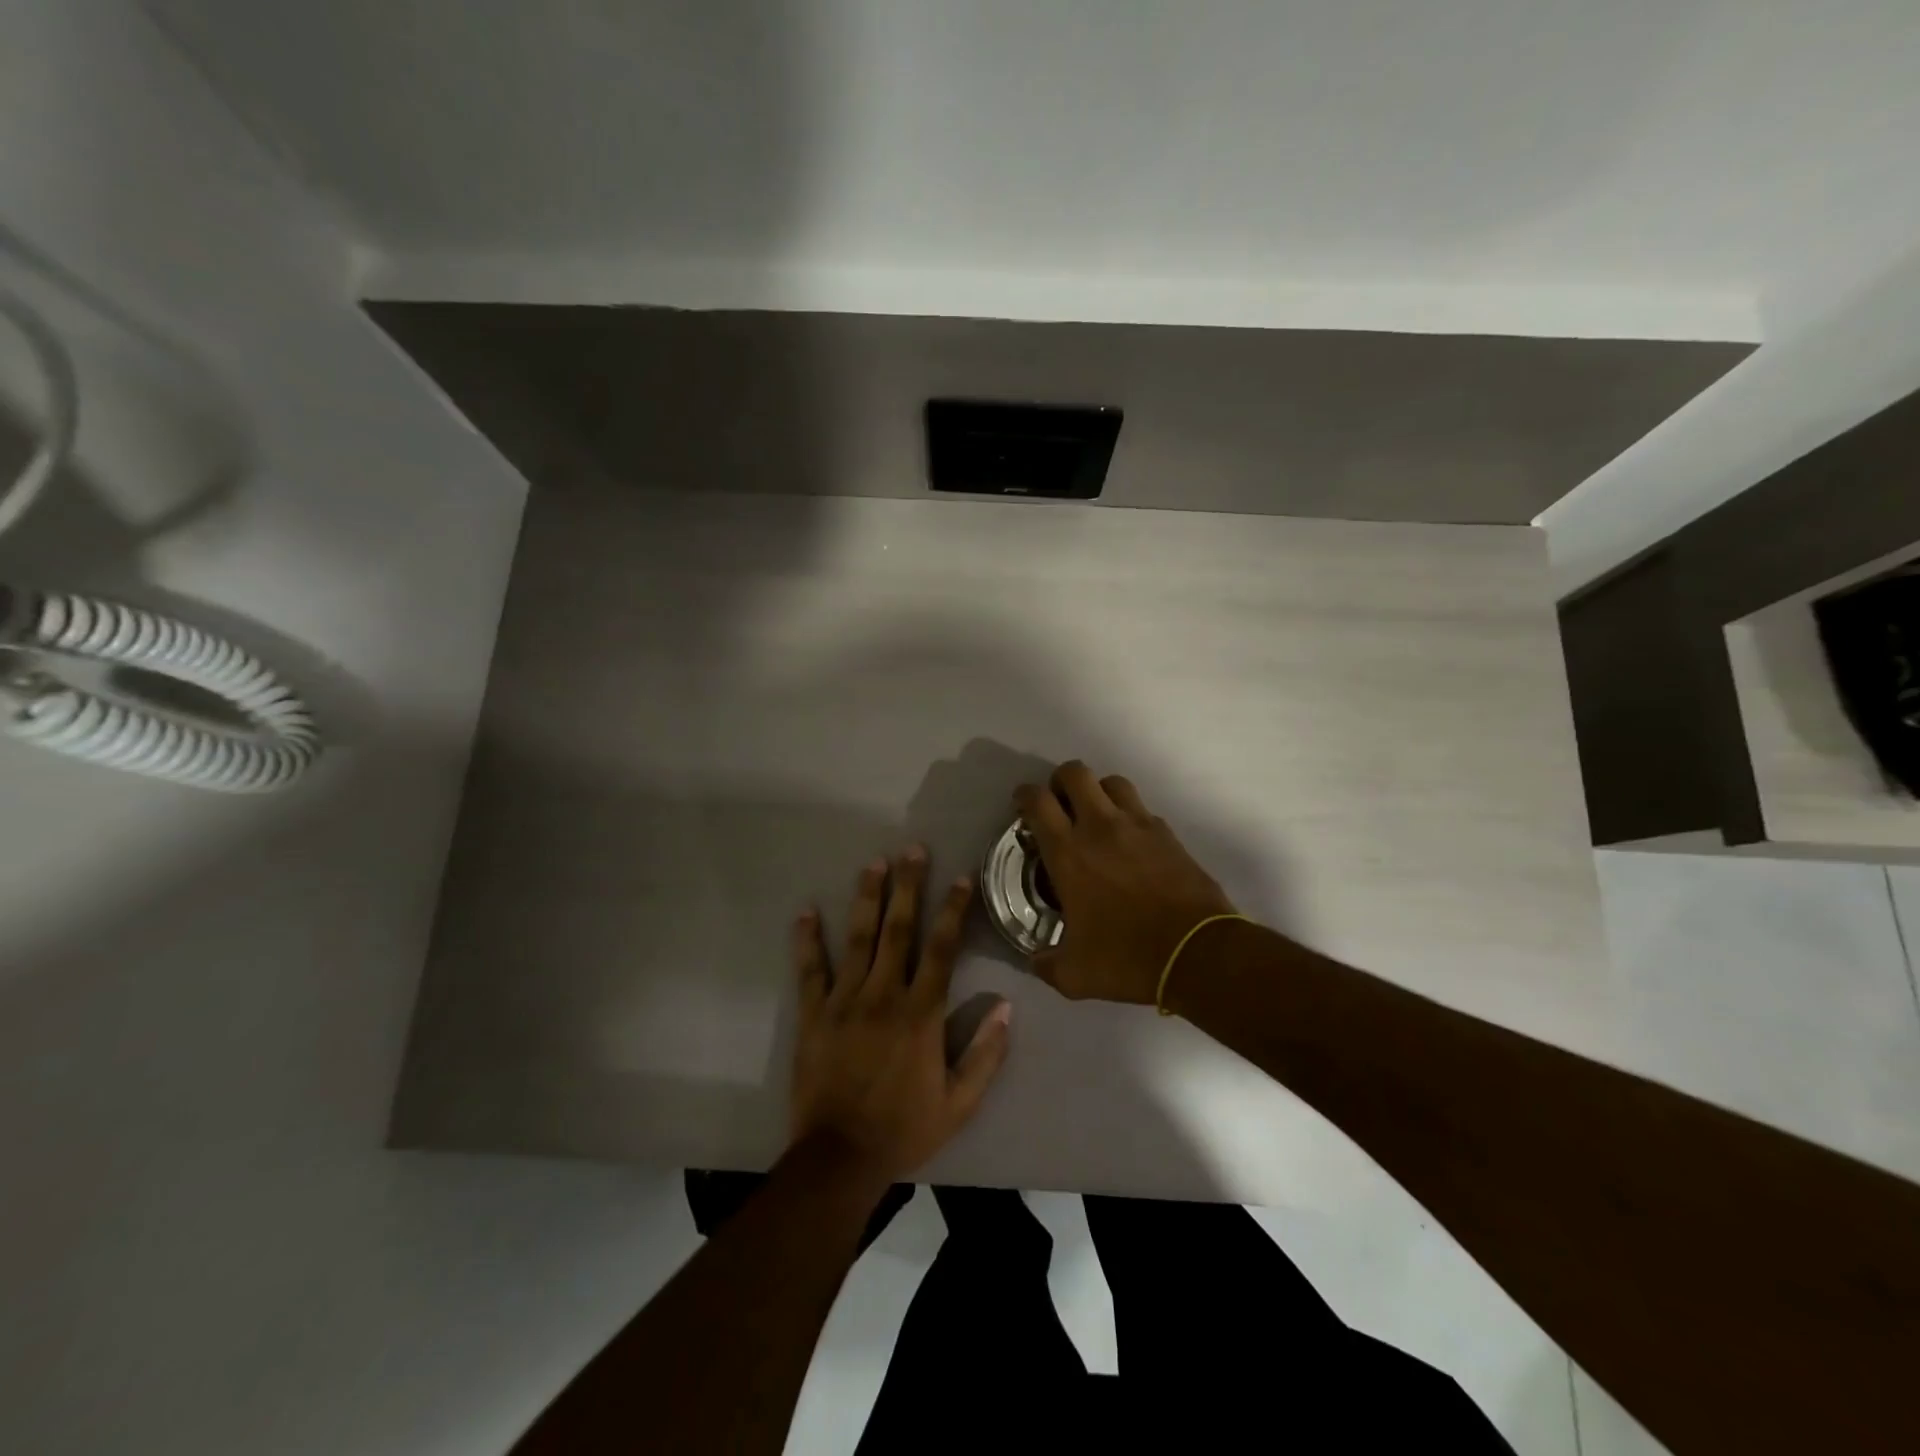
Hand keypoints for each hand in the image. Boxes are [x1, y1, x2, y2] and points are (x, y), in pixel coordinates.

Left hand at [789, 848, 1011, 1191]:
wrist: (839, 1158)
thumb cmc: (904, 1129)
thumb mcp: (959, 1103)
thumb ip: (985, 1054)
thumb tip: (1006, 1006)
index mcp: (921, 1013)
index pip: (942, 949)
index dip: (953, 910)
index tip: (961, 878)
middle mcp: (884, 995)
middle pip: (899, 930)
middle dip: (908, 887)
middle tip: (912, 850)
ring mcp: (844, 1001)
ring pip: (858, 939)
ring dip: (867, 898)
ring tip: (873, 864)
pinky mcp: (813, 1014)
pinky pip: (810, 971)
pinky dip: (808, 941)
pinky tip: (806, 912)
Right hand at [1014, 761, 1237, 1004]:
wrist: (1197, 953)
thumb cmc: (1127, 958)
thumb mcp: (1074, 975)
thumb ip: (1047, 964)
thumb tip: (1036, 961)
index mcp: (1068, 853)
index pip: (1038, 802)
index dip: (1024, 796)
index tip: (1022, 805)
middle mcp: (1100, 827)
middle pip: (1075, 773)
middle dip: (1060, 781)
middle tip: (1059, 805)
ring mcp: (1138, 825)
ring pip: (1112, 782)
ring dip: (1098, 791)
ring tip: (1096, 815)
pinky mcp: (1167, 833)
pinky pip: (1142, 809)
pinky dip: (1129, 816)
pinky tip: (1130, 842)